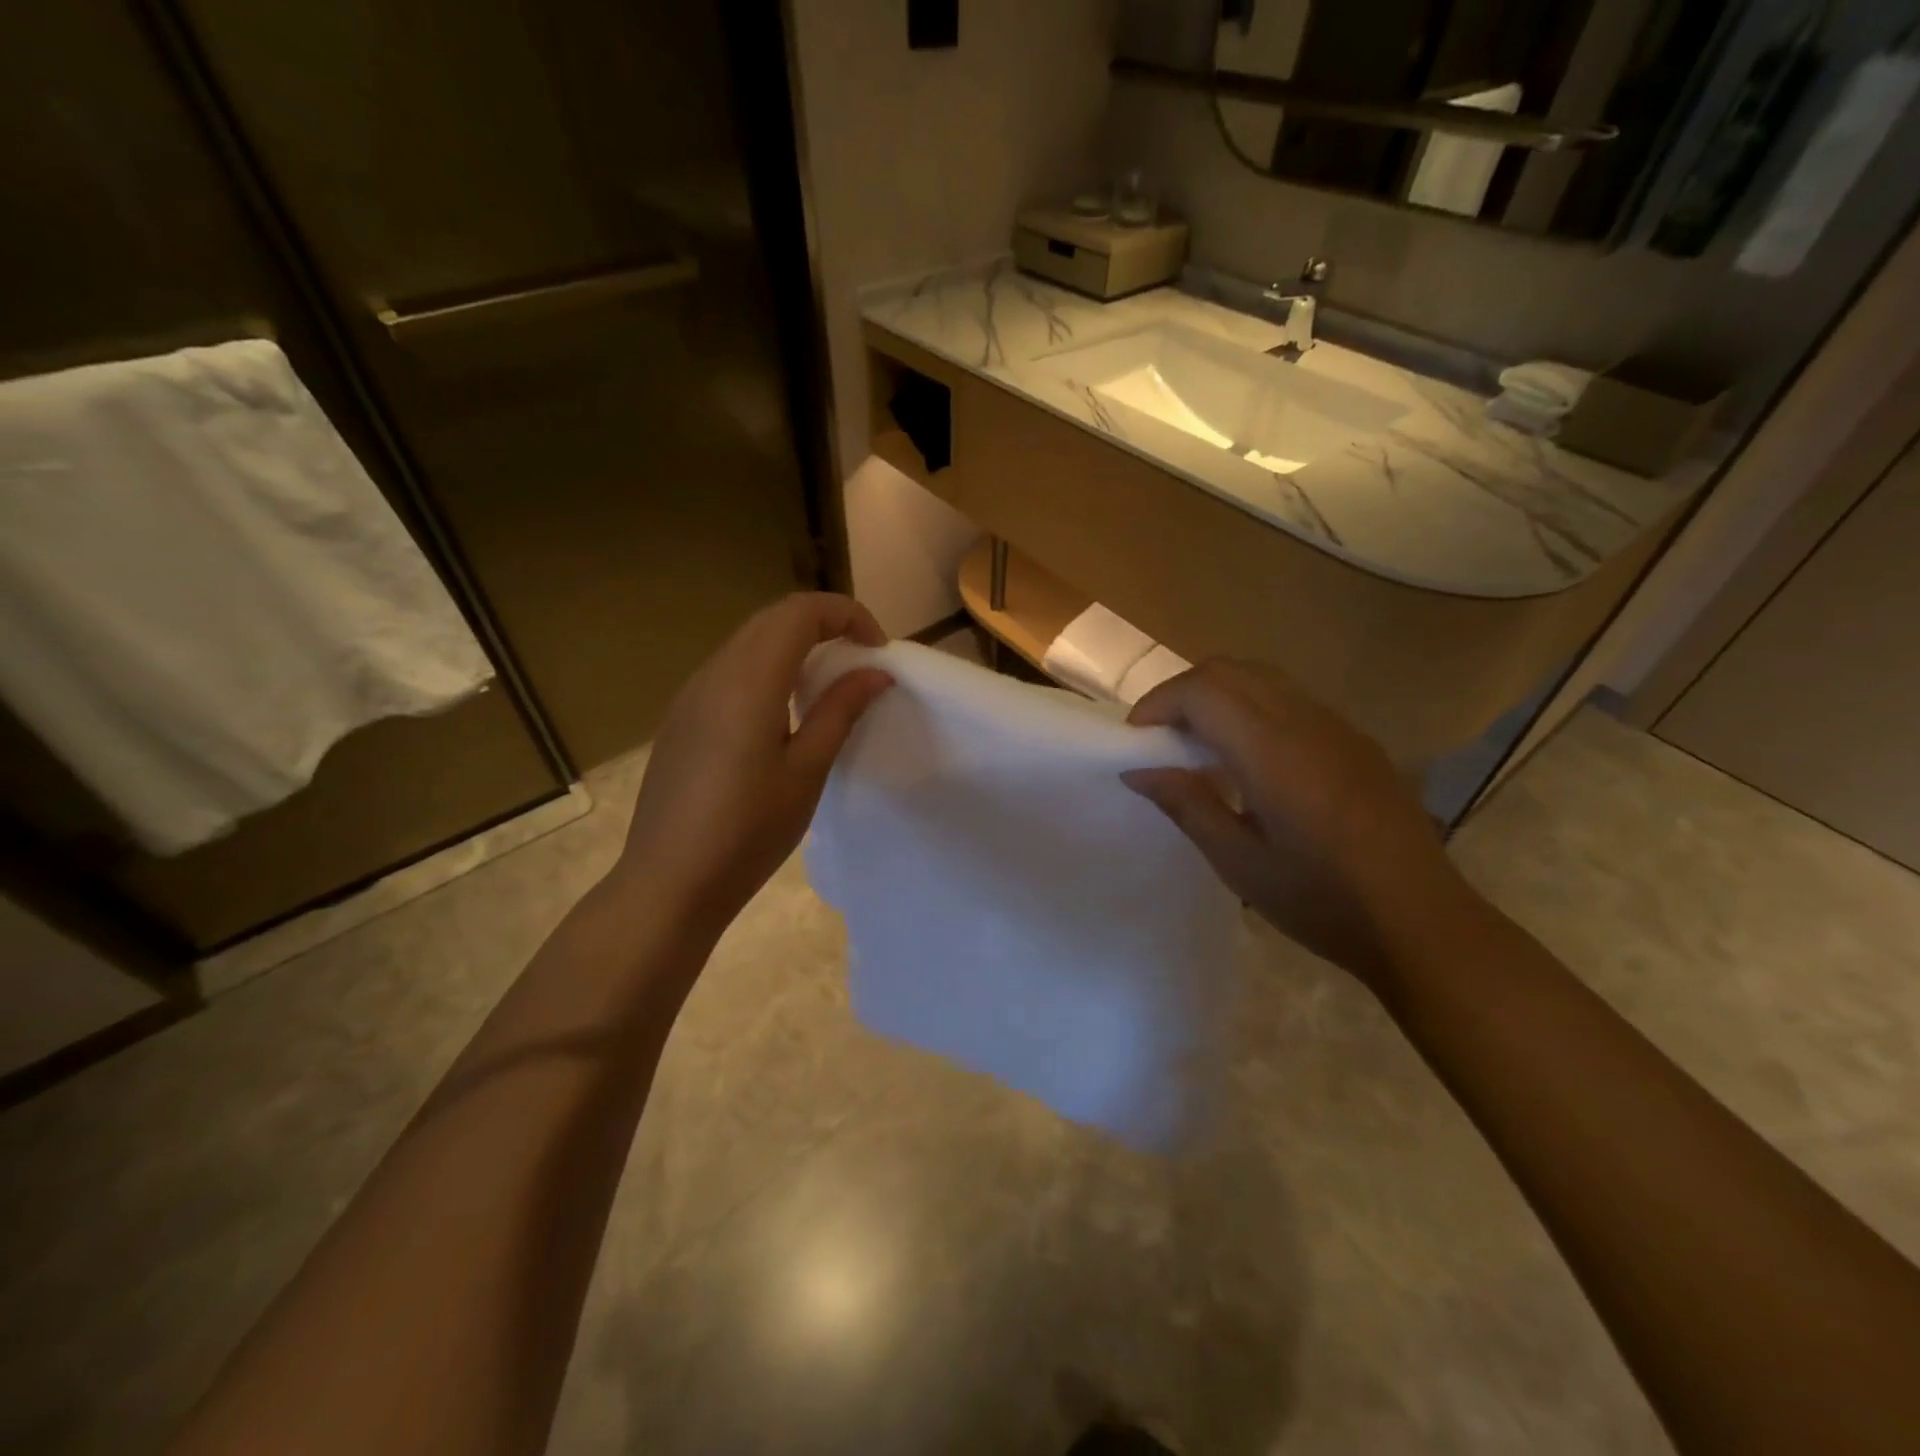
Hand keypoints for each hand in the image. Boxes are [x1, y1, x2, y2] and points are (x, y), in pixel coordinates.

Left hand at [614, 593, 892, 934]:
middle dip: (824, 624)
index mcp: (749, 681)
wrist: (669, 881)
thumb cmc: (747, 831)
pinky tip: (783, 711)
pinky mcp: (682, 717)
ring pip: (749, 641)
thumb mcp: (806, 771)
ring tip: (828, 685)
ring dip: (795, 644)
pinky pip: (730, 669)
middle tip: (860, 661)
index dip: (847, 615)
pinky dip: (768, 667)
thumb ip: (840, 711)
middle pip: (773, 618)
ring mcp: (691, 693)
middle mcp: (714, 672)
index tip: (878, 650)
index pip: (801, 612)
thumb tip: (876, 673)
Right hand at [1122, 660, 1470, 991]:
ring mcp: (1337, 727)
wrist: (1422, 923)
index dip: (1159, 702)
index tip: (1136, 740)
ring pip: (1262, 678)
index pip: (1203, 690)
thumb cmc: (1321, 900)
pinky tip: (1248, 759)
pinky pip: (1290, 700)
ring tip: (1197, 744)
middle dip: (1183, 691)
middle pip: (1231, 670)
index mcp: (1273, 751)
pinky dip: (1251, 708)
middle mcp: (1306, 722)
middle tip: (1159, 736)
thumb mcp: (1239, 862)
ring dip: (1218, 695)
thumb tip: (1139, 770)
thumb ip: (1186, 805)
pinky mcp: (1355, 741)